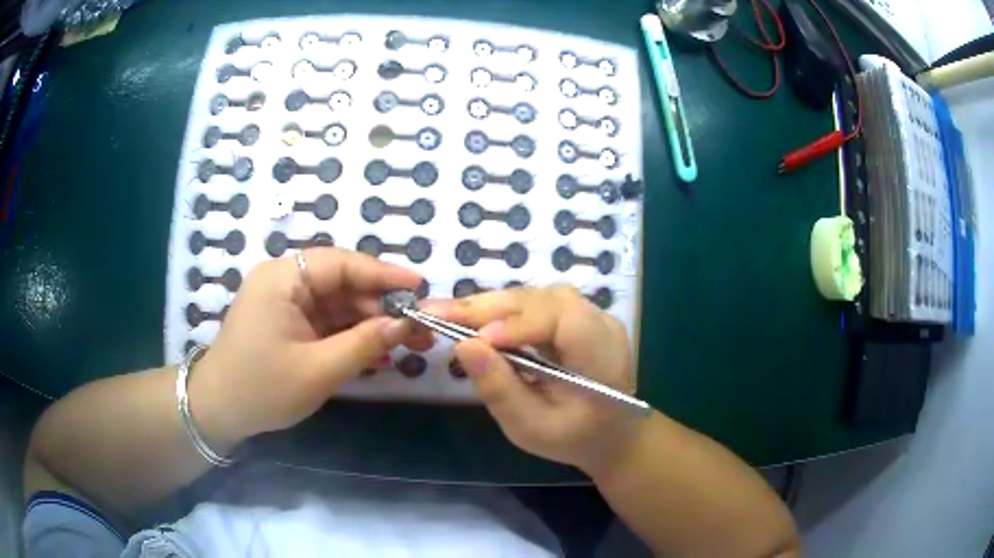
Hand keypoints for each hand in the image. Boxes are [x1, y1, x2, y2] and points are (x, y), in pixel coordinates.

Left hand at [191, 248, 431, 447]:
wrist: (218, 411)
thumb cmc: (262, 388)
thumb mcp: (317, 370)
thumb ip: (363, 344)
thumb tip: (404, 324)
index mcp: (283, 278)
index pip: (341, 263)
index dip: (383, 274)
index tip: (420, 287)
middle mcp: (284, 281)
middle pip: (342, 283)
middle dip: (380, 306)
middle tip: (420, 327)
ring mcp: (285, 303)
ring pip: (337, 304)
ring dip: (370, 323)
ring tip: (409, 343)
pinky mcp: (288, 323)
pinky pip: (326, 322)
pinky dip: (350, 336)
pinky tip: (378, 354)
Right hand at [434, 286, 641, 473]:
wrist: (611, 434)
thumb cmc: (574, 439)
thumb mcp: (531, 428)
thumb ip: (500, 389)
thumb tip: (463, 345)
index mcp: (602, 356)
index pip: (564, 319)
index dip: (519, 322)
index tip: (474, 338)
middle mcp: (602, 324)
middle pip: (545, 300)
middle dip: (489, 306)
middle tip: (437, 312)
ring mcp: (592, 316)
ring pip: (538, 296)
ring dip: (492, 304)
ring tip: (451, 314)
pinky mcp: (577, 317)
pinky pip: (538, 304)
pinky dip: (504, 310)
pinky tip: (477, 318)